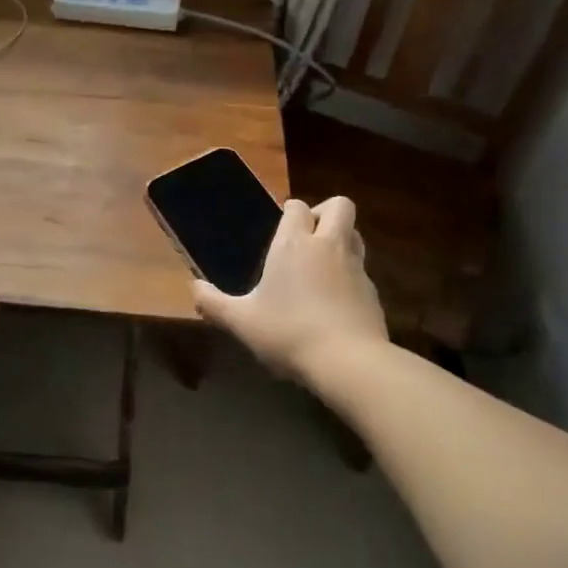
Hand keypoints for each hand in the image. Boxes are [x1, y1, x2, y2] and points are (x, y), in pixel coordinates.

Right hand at [193, 196, 387, 383]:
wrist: (348, 361)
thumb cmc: (288, 332)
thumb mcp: (241, 322)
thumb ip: (214, 303)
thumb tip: (194, 288)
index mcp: (293, 244)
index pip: (298, 206)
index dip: (291, 211)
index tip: (280, 228)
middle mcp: (328, 246)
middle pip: (340, 206)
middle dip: (325, 213)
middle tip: (308, 236)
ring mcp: (356, 267)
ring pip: (355, 235)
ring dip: (341, 240)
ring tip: (321, 265)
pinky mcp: (374, 292)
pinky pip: (362, 270)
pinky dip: (350, 276)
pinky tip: (334, 302)